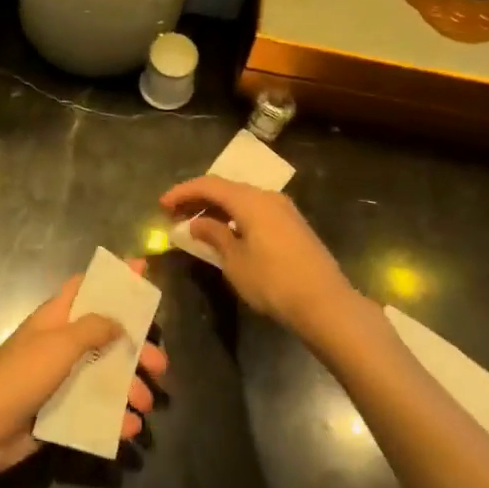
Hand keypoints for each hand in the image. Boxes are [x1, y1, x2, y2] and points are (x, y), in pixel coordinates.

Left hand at [0, 260, 168, 482]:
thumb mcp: (60, 344)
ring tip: (146, 405)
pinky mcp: (59, 412)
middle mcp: (61, 344)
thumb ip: (94, 328)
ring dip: (129, 388)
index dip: (115, 278)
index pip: (88, 286)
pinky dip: (114, 418)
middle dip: (135, 348)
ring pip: (105, 376)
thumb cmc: (19, 375)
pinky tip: (129, 429)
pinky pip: (94, 410)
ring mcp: (60, 379)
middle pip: (106, 337)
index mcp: (57, 318)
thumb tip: (119, 321)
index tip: (144, 270)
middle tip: (161, 364)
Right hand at [161, 176, 354, 334]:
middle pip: (226, 189)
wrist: (325, 303)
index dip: (183, 192)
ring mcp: (284, 210)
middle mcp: (268, 197)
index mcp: (250, 200)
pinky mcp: (293, 226)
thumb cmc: (273, 281)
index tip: (162, 205)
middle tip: (175, 215)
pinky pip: (256, 211)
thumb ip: (214, 236)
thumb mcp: (235, 261)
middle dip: (198, 199)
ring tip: (197, 226)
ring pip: (242, 200)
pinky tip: (227, 234)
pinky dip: (235, 217)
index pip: (209, 184)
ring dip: (217, 209)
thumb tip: (197, 223)